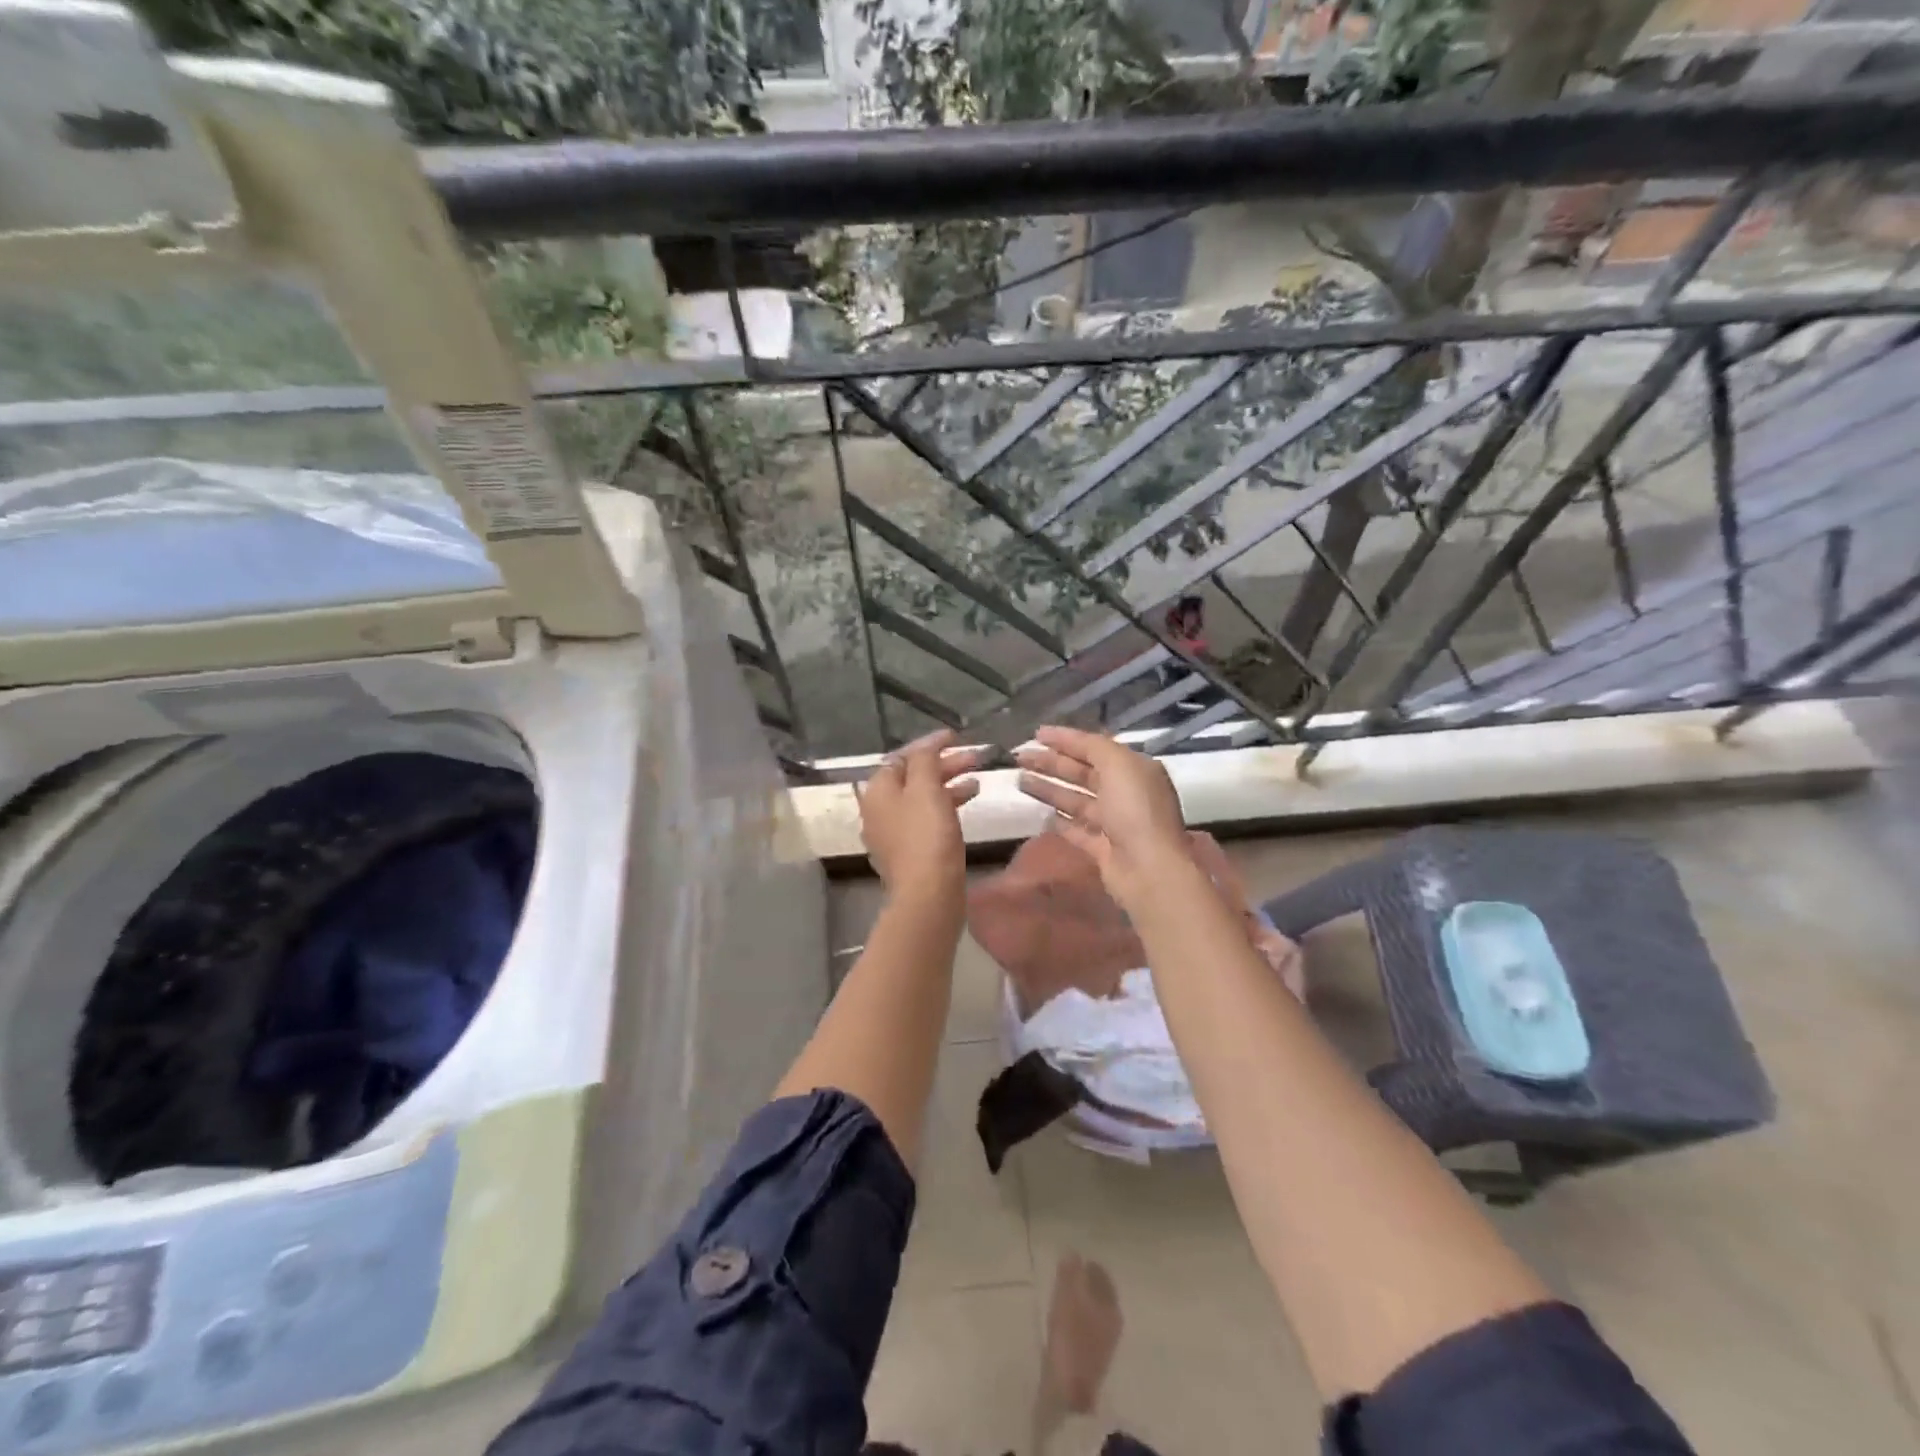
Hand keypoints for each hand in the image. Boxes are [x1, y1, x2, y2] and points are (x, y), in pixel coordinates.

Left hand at [857, 729, 982, 897]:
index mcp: (878, 791)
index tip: (956, 736)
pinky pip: (928, 818)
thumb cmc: (926, 836)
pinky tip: (969, 802)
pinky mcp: (911, 851)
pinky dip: (947, 805)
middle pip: (912, 777)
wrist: (928, 895)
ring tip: (978, 779)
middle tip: (975, 757)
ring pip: (922, 797)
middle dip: (943, 764)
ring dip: (949, 783)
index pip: (901, 756)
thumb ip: (924, 759)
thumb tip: (925, 745)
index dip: (929, 744)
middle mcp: (880, 810)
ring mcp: (894, 833)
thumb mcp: (925, 788)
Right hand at [1014, 725, 1189, 906]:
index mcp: (1134, 769)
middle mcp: (1126, 793)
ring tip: (1020, 780)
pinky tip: (1037, 813)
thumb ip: (1093, 747)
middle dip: (1051, 763)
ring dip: (1049, 789)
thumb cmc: (1135, 809)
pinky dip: (1058, 820)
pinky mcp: (1102, 849)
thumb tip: (1071, 741)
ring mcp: (1114, 823)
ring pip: (1076, 800)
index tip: (1035, 735)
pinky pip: (1076, 829)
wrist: (1149, 868)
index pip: (1095, 747)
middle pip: (1082, 773)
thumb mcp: (1118, 764)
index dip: (1065, 739)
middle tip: (1020, 757)